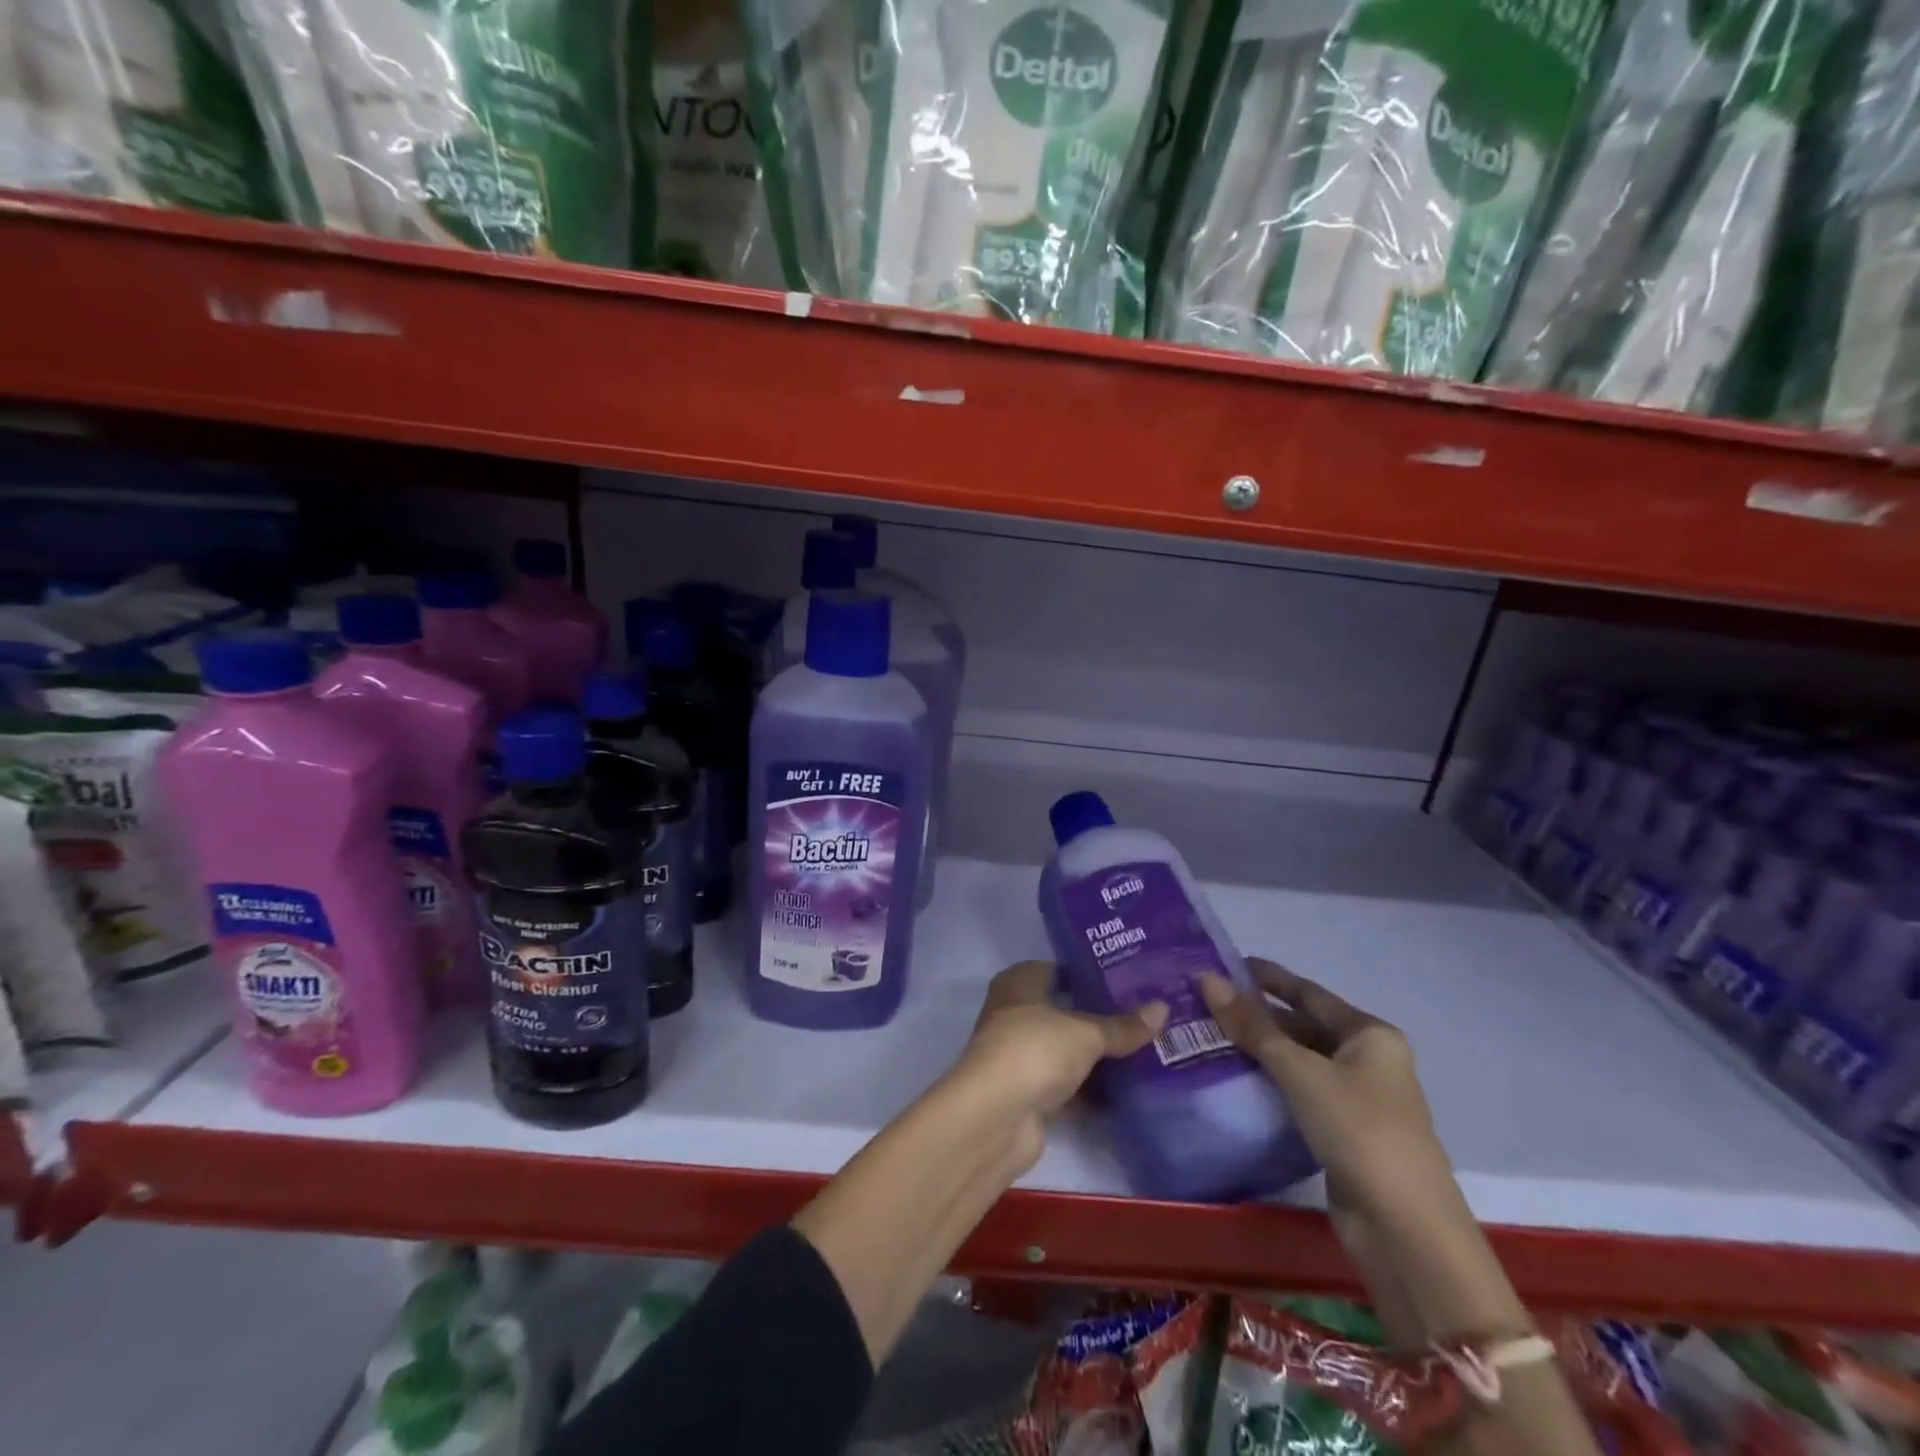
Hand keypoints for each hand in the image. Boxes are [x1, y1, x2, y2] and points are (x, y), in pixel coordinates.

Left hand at [950, 961, 1167, 1168]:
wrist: (996, 1118)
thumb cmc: (1035, 1050)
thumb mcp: (1086, 1033)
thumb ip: (1122, 1025)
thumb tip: (1163, 1008)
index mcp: (1019, 983)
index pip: (1058, 969)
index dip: (1090, 973)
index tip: (1130, 979)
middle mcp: (1014, 1014)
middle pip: (1064, 1011)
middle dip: (1099, 1016)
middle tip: (1145, 1015)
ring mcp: (1020, 1056)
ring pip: (1066, 1049)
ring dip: (1096, 1056)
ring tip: (1145, 1050)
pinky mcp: (1028, 1094)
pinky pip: (1067, 1084)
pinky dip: (1090, 1089)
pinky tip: (1127, 1091)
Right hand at [1197, 959, 1450, 1222]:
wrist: (1406, 1231)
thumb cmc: (1359, 1131)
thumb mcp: (1300, 1071)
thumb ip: (1252, 1026)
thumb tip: (1207, 978)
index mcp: (1370, 1035)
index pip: (1308, 992)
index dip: (1267, 977)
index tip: (1223, 964)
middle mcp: (1367, 1060)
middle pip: (1303, 1025)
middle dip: (1258, 1015)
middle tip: (1205, 1003)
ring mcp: (1356, 1099)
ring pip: (1299, 1060)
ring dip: (1260, 1050)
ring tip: (1208, 1035)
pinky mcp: (1342, 1132)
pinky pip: (1299, 1092)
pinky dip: (1269, 1082)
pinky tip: (1233, 1077)